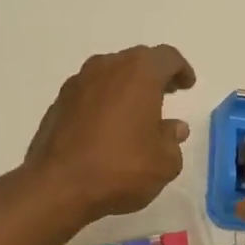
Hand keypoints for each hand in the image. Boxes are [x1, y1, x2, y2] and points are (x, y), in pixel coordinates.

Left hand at [22, 45, 196, 224]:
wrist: (58, 186)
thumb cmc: (120, 168)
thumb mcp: (163, 163)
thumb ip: (172, 140)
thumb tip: (174, 128)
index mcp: (139, 73)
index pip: (167, 57)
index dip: (180, 69)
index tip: (187, 84)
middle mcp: (106, 68)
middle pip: (136, 61)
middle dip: (153, 75)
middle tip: (166, 93)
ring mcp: (77, 83)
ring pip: (109, 74)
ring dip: (125, 87)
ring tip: (136, 111)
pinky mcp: (58, 103)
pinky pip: (89, 93)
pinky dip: (102, 102)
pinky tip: (107, 126)